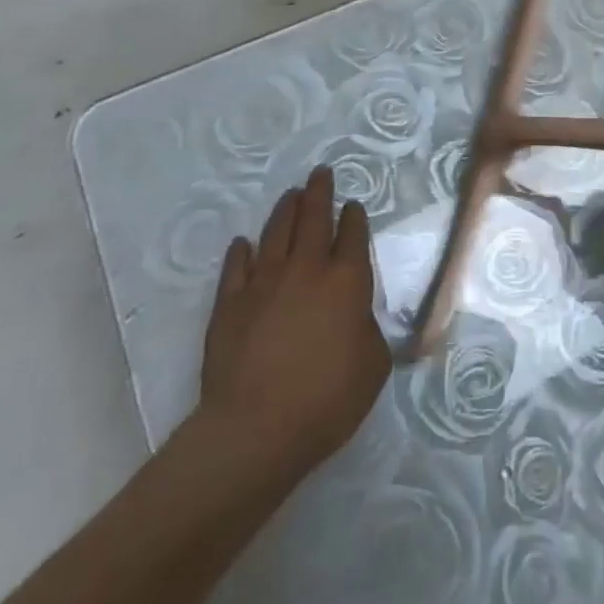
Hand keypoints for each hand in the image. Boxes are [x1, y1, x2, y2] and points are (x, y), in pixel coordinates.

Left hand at [191, 167, 390, 484]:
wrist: (255, 430)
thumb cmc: (326, 400)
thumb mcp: (373, 366)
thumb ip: (369, 330)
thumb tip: (357, 318)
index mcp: (347, 280)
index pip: (353, 235)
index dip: (354, 217)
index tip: (353, 205)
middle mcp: (307, 269)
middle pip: (314, 218)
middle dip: (320, 193)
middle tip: (321, 173)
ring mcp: (264, 283)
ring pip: (276, 233)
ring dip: (286, 210)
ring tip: (291, 195)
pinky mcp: (230, 304)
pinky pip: (237, 267)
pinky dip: (241, 252)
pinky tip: (243, 244)